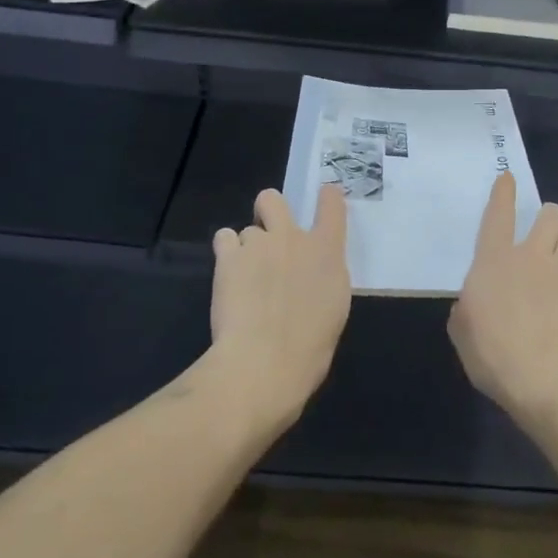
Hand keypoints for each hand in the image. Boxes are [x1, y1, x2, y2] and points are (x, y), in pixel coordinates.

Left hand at [207, 186, 350, 432]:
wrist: (266, 360)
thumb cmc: (310, 345)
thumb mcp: (334, 306)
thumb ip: (323, 277)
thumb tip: (309, 272)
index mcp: (327, 251)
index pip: (333, 205)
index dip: (327, 197)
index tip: (325, 197)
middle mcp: (293, 237)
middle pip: (273, 200)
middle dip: (268, 211)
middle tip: (268, 239)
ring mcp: (258, 243)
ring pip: (246, 230)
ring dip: (247, 247)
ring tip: (245, 277)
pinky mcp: (228, 257)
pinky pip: (224, 238)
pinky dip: (226, 252)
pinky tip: (229, 275)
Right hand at [449, 172, 557, 431]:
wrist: (550, 381)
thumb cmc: (495, 356)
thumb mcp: (462, 331)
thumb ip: (467, 305)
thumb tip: (475, 301)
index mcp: (494, 260)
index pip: (499, 212)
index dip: (503, 191)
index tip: (507, 178)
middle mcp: (531, 254)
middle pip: (549, 213)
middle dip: (546, 219)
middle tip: (540, 237)